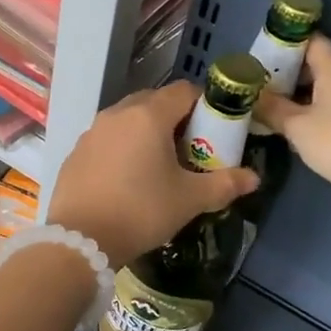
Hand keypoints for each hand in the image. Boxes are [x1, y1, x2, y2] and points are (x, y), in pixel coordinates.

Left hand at [47, 81, 258, 268]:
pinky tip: (128, 178)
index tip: (217, 130)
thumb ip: (224, 184)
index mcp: (148, 116)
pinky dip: (123, 148)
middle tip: (192, 149)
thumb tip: (254, 178)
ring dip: (148, 132)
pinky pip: (108, 139)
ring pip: (128, 119)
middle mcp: (117, 113)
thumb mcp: (189, 200)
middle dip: (177, 118)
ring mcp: (92, 131)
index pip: (185, 91)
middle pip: (155, 101)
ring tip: (161, 165)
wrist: (80, 240)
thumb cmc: (141, 211)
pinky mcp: (76, 152)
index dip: (206, 105)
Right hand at [256, 34, 330, 201]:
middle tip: (260, 89)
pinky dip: (319, 107)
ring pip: (328, 84)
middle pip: (317, 62)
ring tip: (276, 109)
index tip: (260, 60)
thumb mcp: (298, 128)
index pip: (309, 40)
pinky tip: (304, 127)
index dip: (283, 45)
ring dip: (303, 94)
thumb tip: (253, 96)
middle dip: (288, 74)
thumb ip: (272, 109)